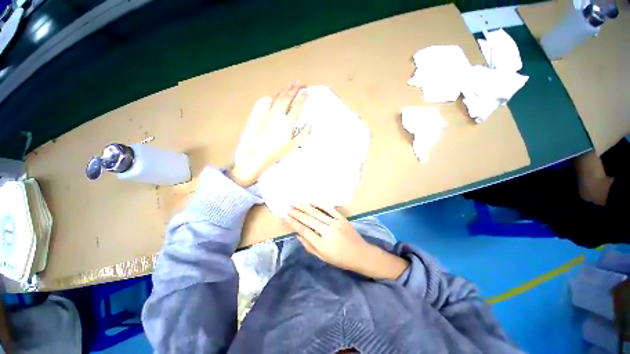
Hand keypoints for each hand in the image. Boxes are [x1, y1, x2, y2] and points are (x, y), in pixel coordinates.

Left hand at [230, 81, 308, 186]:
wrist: (261, 152)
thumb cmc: (280, 150)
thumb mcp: (295, 144)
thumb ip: (304, 133)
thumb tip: (310, 123)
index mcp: (288, 122)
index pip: (297, 106)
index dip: (302, 98)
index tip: (306, 91)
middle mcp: (280, 114)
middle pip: (288, 98)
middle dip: (294, 89)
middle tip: (299, 82)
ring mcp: (270, 114)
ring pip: (279, 98)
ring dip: (285, 90)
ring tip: (290, 84)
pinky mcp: (264, 115)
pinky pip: (270, 102)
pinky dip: (274, 96)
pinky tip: (277, 92)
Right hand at [286, 204, 408, 279]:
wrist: (360, 254)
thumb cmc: (340, 259)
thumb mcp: (323, 257)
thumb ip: (309, 246)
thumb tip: (297, 234)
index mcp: (322, 245)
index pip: (304, 231)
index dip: (295, 223)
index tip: (287, 217)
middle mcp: (328, 232)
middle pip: (309, 220)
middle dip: (297, 213)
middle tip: (288, 207)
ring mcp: (335, 223)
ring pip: (317, 213)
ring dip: (305, 207)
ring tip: (296, 202)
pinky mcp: (341, 218)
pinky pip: (329, 209)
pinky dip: (319, 204)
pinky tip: (311, 201)